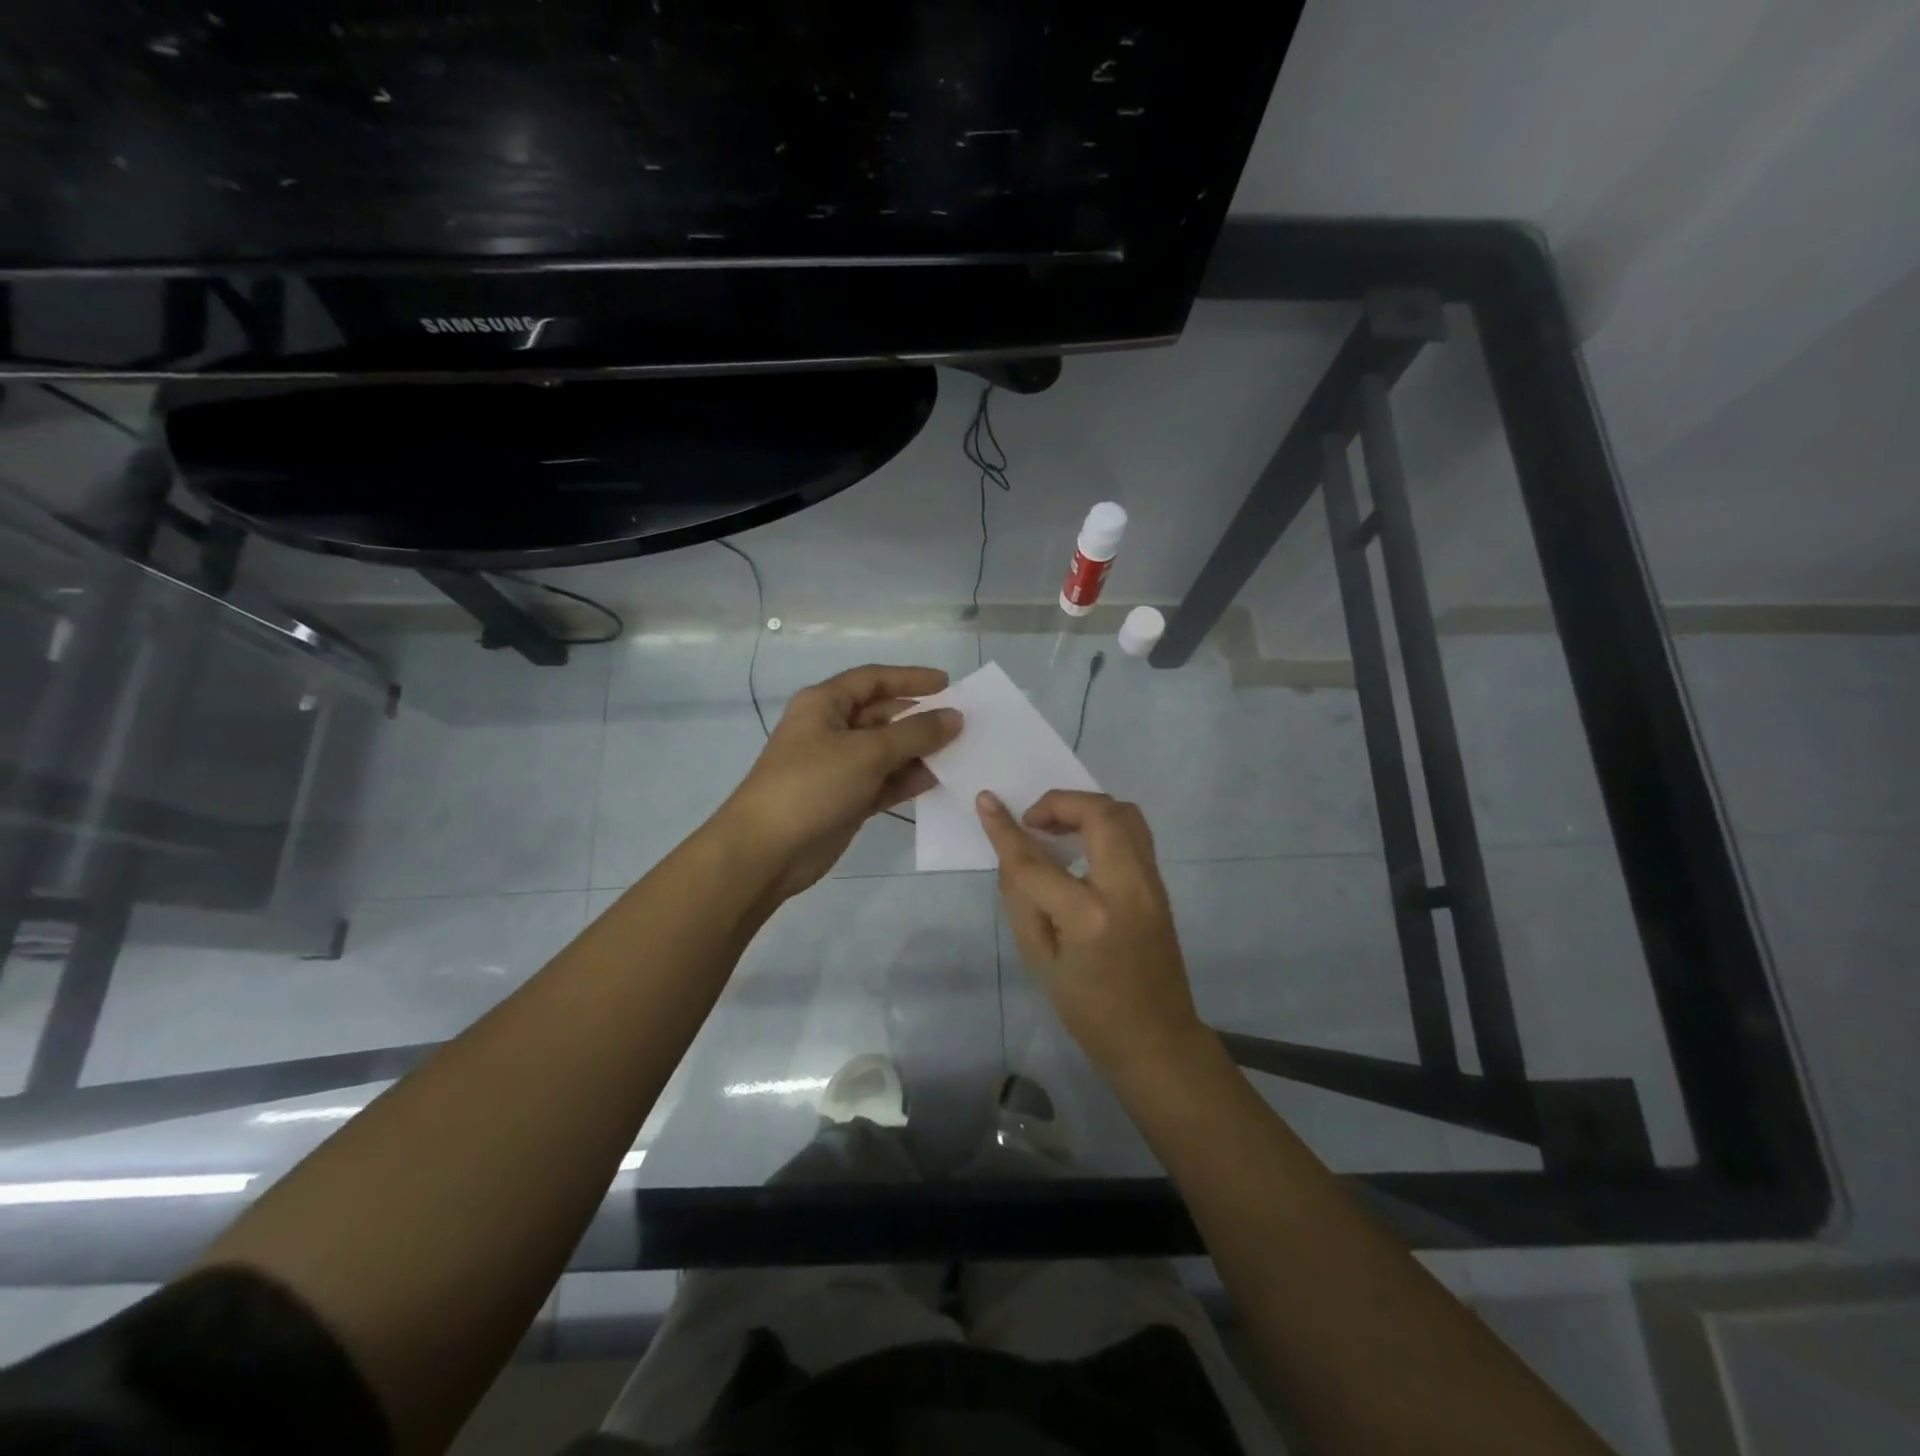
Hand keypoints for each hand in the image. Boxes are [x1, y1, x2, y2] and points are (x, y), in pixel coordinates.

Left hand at [718, 664, 961, 898]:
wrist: (767, 850)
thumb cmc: (813, 784)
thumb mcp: (867, 752)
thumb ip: (916, 733)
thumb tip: (954, 717)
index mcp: (824, 704)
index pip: (873, 679)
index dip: (911, 679)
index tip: (949, 685)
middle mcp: (831, 729)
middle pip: (883, 715)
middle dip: (920, 718)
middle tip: (963, 723)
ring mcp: (838, 767)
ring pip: (886, 751)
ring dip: (919, 751)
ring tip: (961, 752)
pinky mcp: (846, 799)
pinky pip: (884, 781)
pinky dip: (908, 779)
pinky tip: (940, 779)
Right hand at [976, 789, 1208, 1080]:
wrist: (1156, 1039)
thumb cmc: (1088, 1010)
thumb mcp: (1039, 960)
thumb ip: (1022, 898)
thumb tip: (1012, 852)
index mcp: (1089, 916)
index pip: (1037, 861)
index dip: (1005, 829)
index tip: (986, 800)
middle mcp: (1127, 888)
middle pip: (1098, 813)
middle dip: (1059, 803)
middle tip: (1033, 822)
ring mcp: (1152, 883)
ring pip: (1125, 813)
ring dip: (1086, 808)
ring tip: (1056, 828)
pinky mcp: (1161, 885)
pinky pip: (1133, 833)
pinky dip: (1103, 824)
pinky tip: (1080, 845)